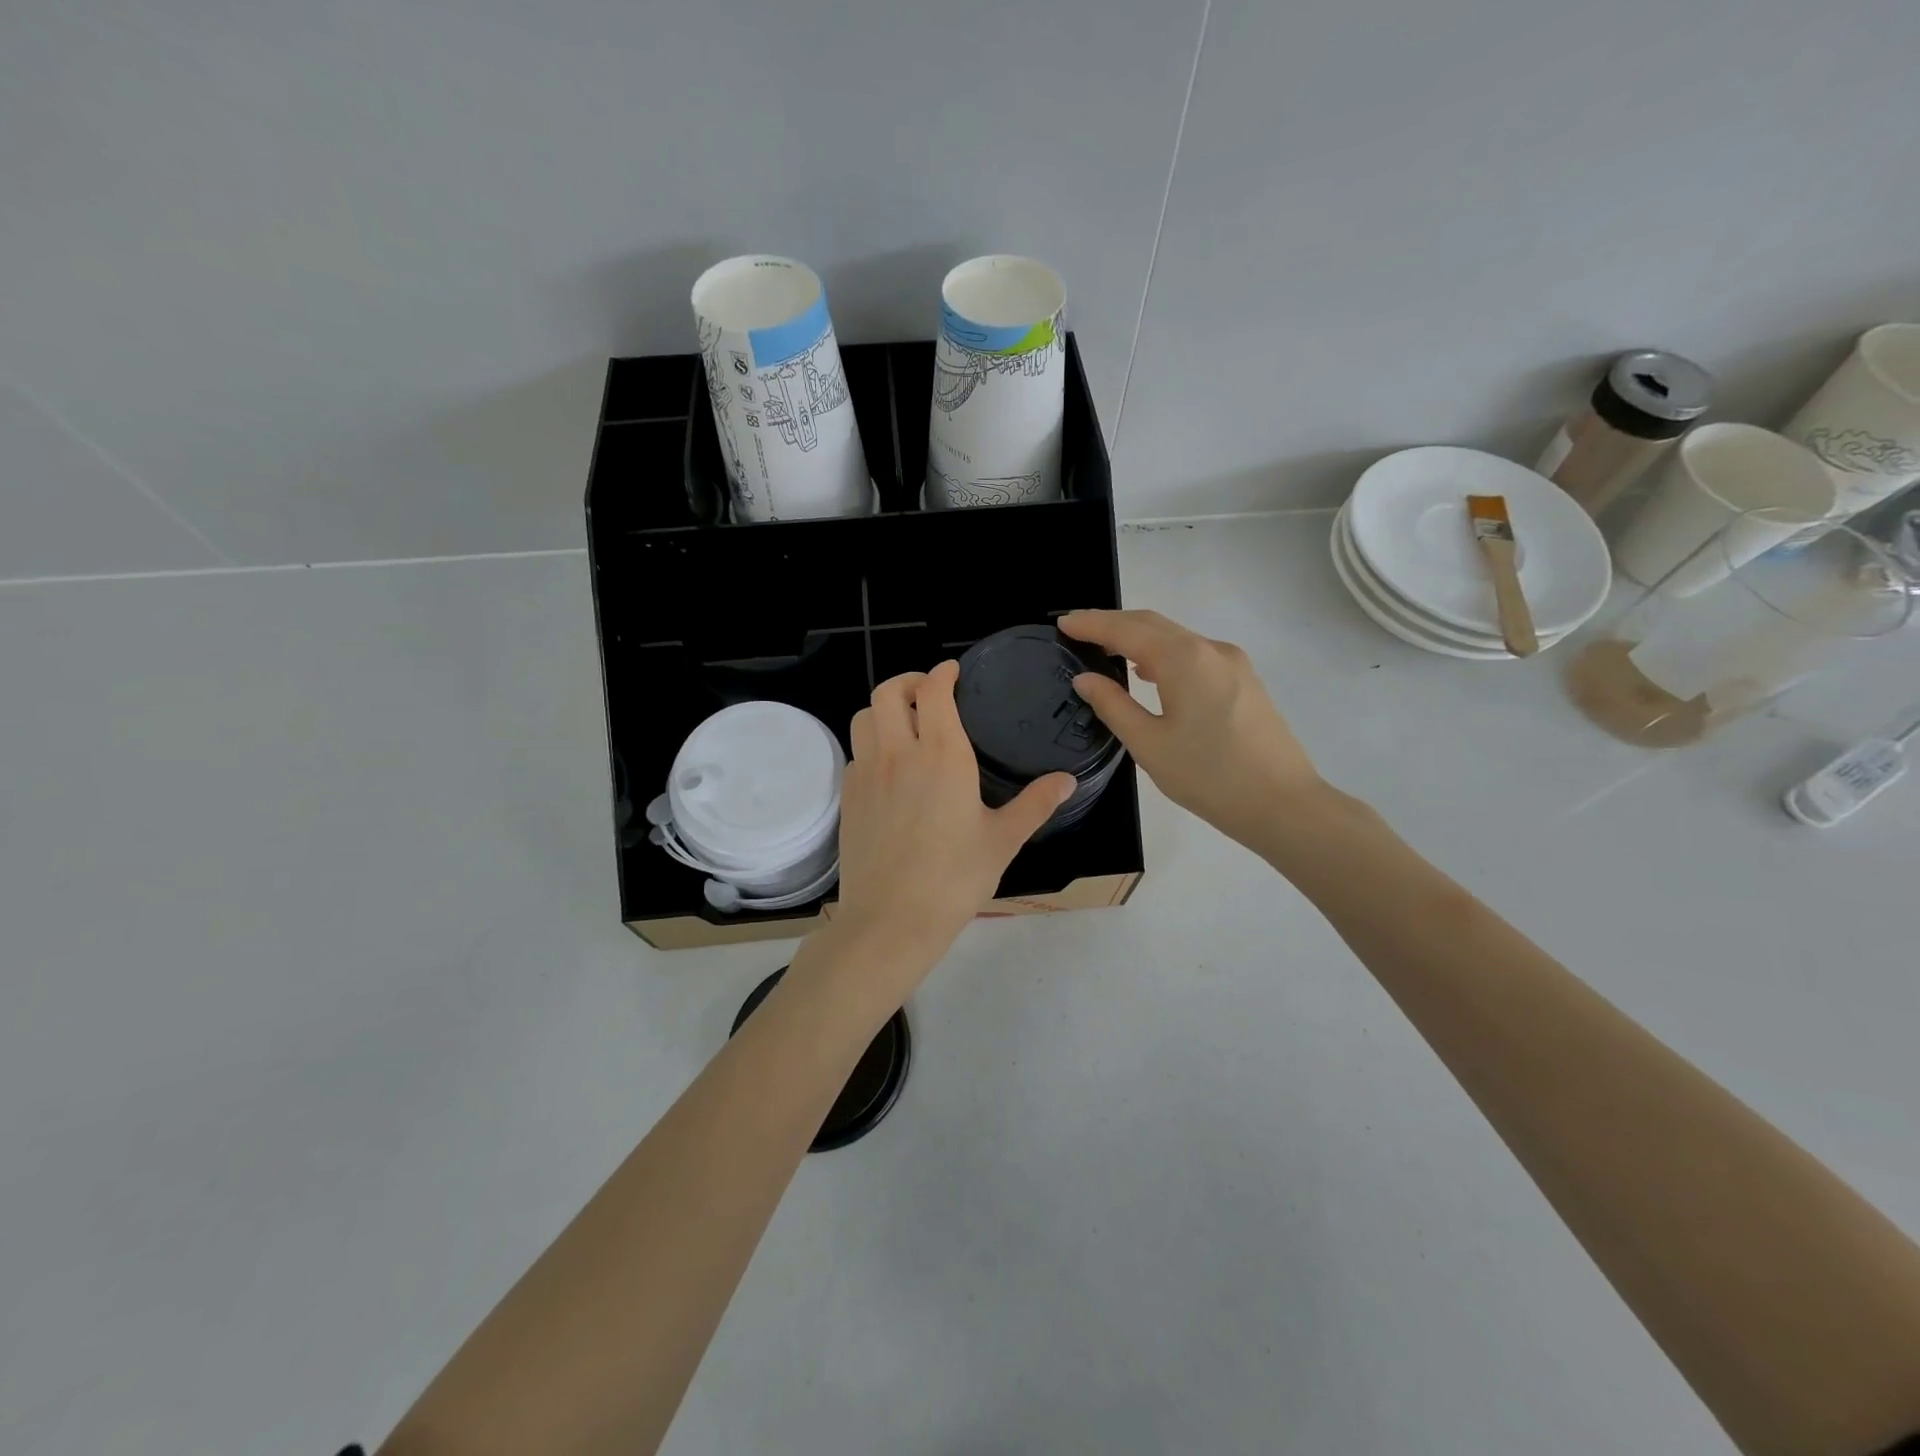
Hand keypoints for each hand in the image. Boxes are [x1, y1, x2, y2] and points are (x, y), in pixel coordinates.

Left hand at [832, 661, 1074, 980]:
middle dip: (908, 680)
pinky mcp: (848, 796)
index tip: (953, 671)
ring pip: (864, 716)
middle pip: (888, 691)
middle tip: (928, 692)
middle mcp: (899, 752)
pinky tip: (889, 767)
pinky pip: (856, 751)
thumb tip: (1067, 781)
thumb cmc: (954, 879)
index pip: (934, 690)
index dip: (942, 673)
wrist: (890, 919)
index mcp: (942, 755)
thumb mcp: (1003, 840)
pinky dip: (871, 743)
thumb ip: (1035, 804)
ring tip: (905, 723)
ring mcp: (867, 772)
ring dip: (884, 708)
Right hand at [1060, 609, 1325, 853]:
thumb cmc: (1209, 777)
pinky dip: (1163, 654)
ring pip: (1176, 637)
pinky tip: (1149, 673)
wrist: (1283, 804)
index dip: (1091, 623)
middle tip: (1077, 631)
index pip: (1126, 629)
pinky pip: (1194, 654)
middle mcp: (1210, 649)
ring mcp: (1232, 663)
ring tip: (1106, 651)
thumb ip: (1113, 705)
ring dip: (1138, 638)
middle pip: (1152, 624)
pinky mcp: (1244, 680)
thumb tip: (1085, 679)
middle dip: (1112, 624)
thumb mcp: (1149, 745)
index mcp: (1184, 659)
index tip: (1061, 622)